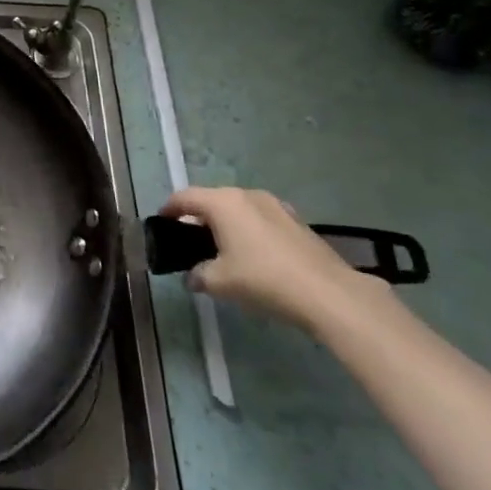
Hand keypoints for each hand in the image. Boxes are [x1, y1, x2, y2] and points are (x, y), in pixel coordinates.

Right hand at [159, 186, 384, 332]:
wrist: (329, 294)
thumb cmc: (263, 279)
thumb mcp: (219, 282)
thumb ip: (198, 275)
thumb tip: (193, 277)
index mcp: (223, 202)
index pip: (184, 198)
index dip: (169, 210)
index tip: (161, 223)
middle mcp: (247, 195)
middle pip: (212, 200)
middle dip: (198, 217)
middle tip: (189, 240)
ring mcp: (276, 206)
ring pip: (239, 209)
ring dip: (226, 223)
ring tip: (222, 248)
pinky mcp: (297, 222)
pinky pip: (260, 219)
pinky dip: (249, 230)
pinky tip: (253, 255)